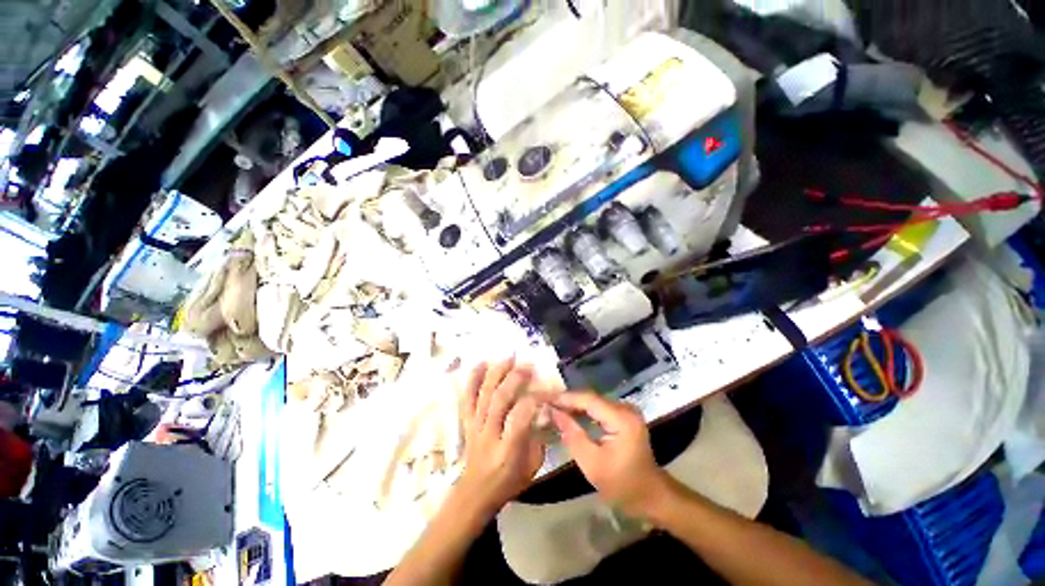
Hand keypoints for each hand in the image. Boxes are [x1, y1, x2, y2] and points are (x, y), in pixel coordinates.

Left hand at [455, 359, 545, 518]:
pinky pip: (468, 398)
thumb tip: (544, 410)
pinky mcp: (467, 421)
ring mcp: (476, 425)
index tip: (546, 389)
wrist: (475, 492)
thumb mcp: (532, 466)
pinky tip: (481, 364)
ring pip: (484, 395)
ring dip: (497, 373)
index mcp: (508, 449)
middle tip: (527, 366)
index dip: (534, 399)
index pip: (521, 417)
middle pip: (500, 400)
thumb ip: (539, 437)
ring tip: (508, 358)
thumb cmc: (508, 481)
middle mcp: (490, 434)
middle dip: (514, 379)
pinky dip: (473, 380)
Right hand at [549, 392, 667, 516]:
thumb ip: (571, 434)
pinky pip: (599, 409)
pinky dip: (583, 412)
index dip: (565, 398)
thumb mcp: (591, 463)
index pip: (588, 400)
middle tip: (545, 403)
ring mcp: (626, 411)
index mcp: (621, 419)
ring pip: (593, 402)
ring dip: (574, 405)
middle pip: (591, 398)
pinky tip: (569, 414)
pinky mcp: (624, 416)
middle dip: (567, 401)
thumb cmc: (622, 485)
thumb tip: (553, 412)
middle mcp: (625, 408)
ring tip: (552, 408)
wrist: (651, 496)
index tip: (545, 398)